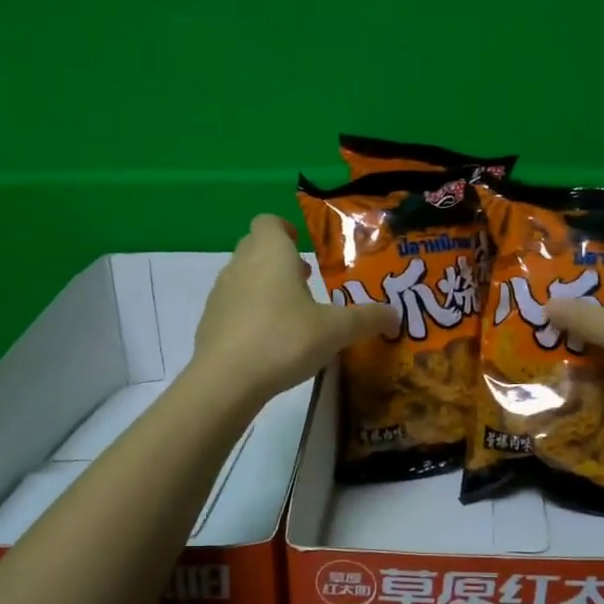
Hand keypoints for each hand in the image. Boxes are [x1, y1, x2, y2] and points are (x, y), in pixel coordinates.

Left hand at [190, 215, 395, 402]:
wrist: (225, 380)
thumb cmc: (284, 339)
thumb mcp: (336, 330)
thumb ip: (367, 319)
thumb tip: (395, 316)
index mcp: (270, 253)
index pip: (268, 222)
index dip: (285, 229)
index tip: (303, 246)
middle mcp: (240, 265)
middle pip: (255, 247)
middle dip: (280, 259)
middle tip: (306, 280)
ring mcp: (220, 293)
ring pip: (243, 276)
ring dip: (265, 286)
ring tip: (291, 313)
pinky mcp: (209, 322)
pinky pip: (232, 306)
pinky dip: (249, 313)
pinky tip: (269, 341)